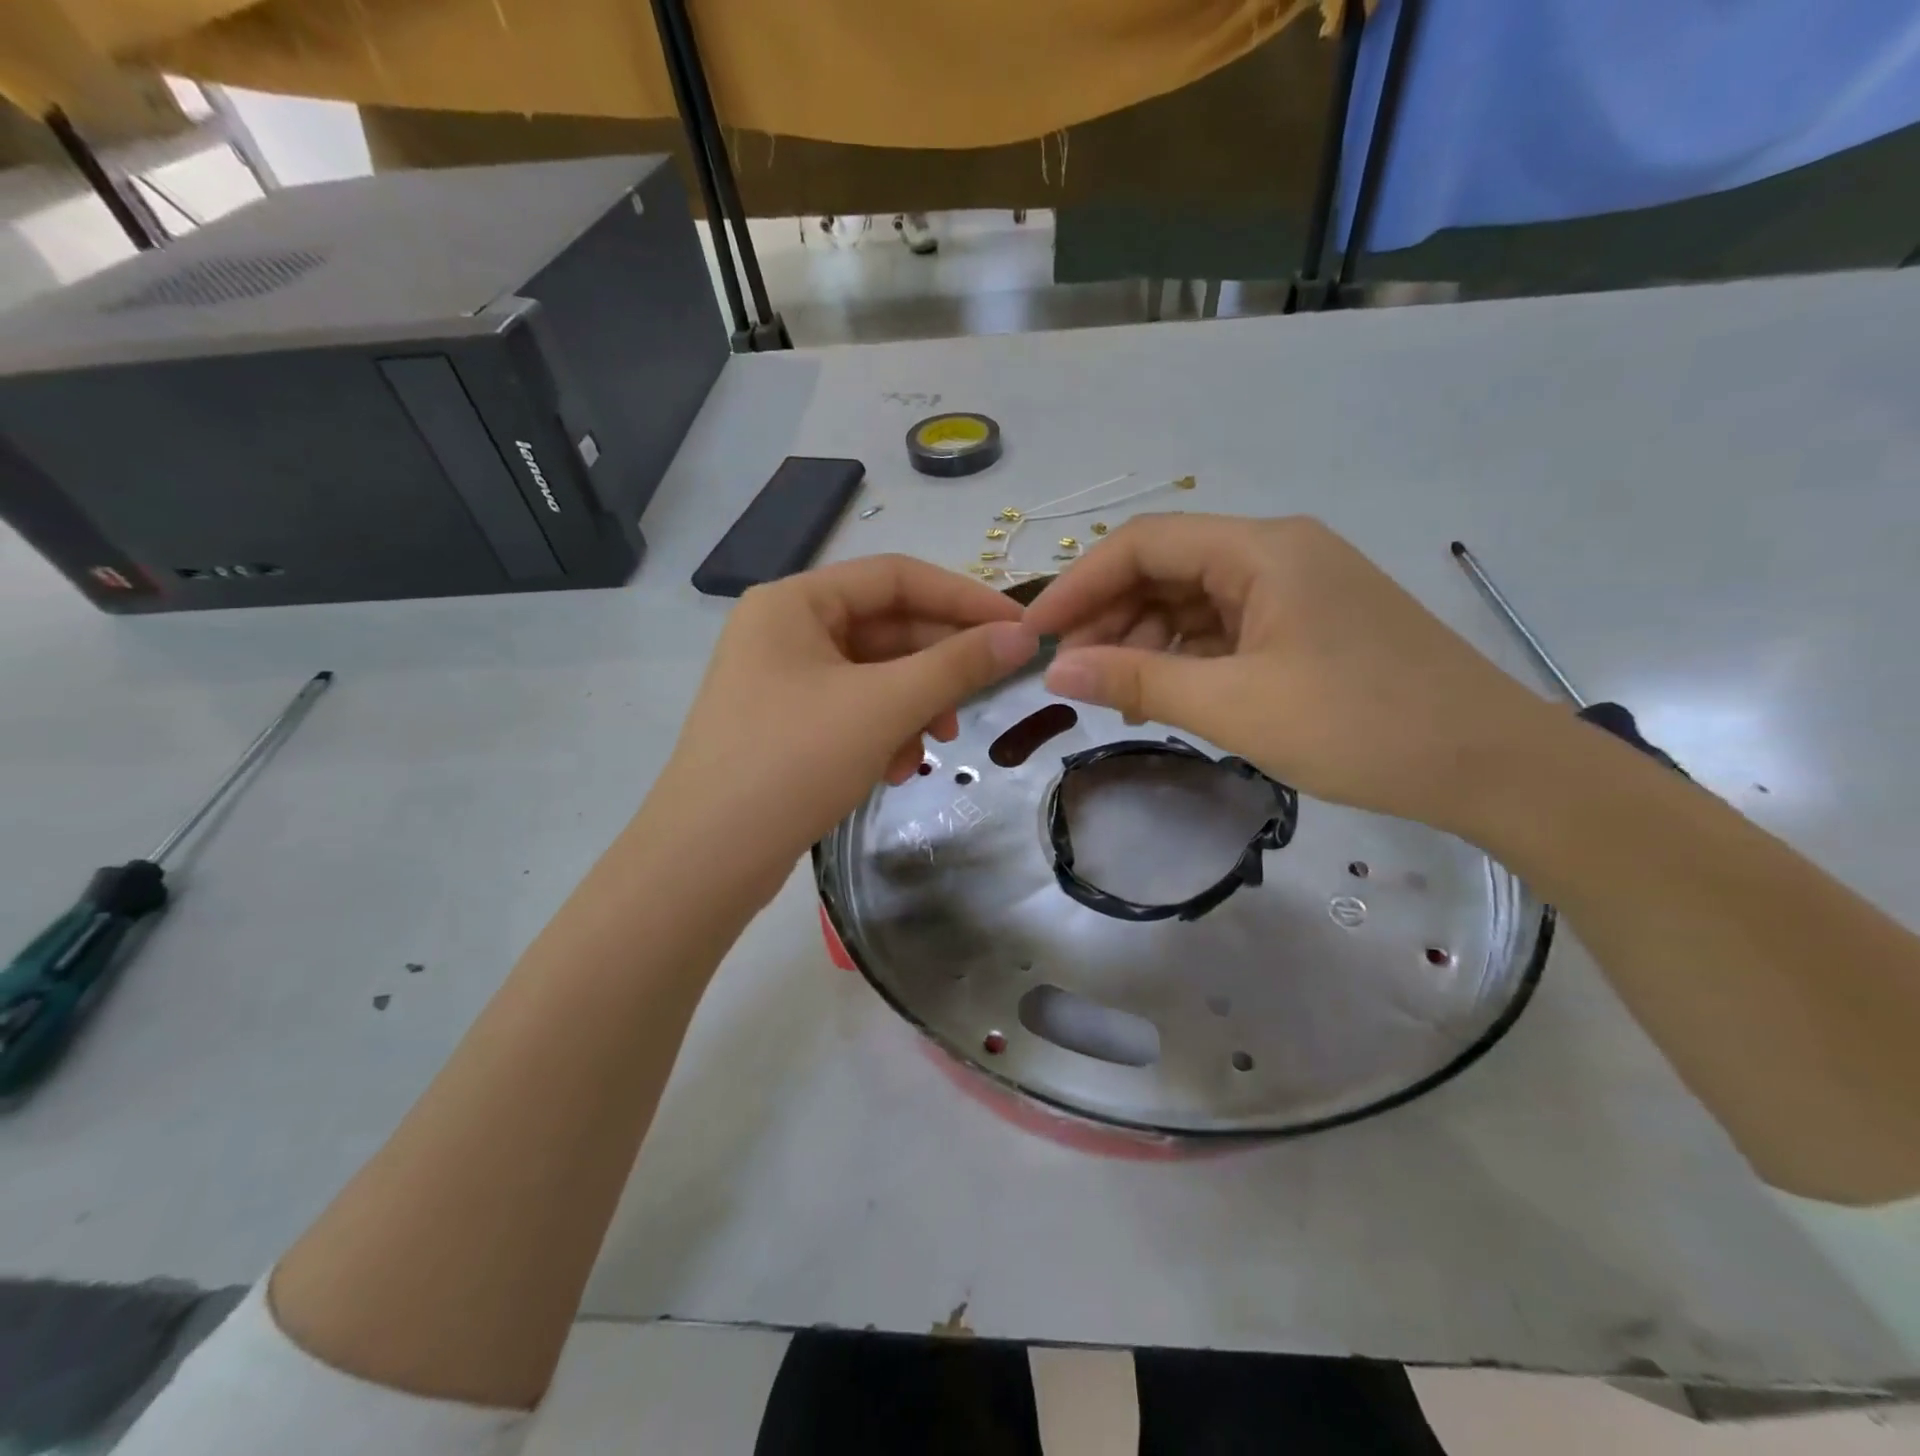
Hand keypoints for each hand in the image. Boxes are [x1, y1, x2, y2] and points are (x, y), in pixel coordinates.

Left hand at [650, 555, 1038, 901]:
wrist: (706, 859)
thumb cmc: (793, 762)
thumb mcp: (884, 706)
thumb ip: (957, 665)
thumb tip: (1022, 637)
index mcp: (795, 602)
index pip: (896, 577)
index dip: (963, 598)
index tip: (1017, 629)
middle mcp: (784, 630)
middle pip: (886, 628)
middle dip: (937, 666)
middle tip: (984, 695)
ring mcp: (781, 679)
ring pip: (874, 675)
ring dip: (915, 706)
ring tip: (935, 746)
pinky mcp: (785, 724)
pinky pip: (853, 710)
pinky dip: (885, 732)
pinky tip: (895, 770)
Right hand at [1022, 514, 1555, 833]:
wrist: (1493, 766)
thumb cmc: (1360, 726)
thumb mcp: (1234, 705)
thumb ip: (1138, 680)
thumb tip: (1056, 668)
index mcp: (1261, 549)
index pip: (1143, 543)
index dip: (1080, 583)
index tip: (1037, 635)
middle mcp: (1277, 552)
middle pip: (1167, 568)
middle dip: (1112, 617)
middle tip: (1073, 673)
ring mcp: (1297, 589)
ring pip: (1195, 601)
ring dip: (1148, 641)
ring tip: (1119, 694)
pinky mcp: (1310, 625)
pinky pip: (1227, 628)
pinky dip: (1189, 657)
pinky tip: (1170, 695)